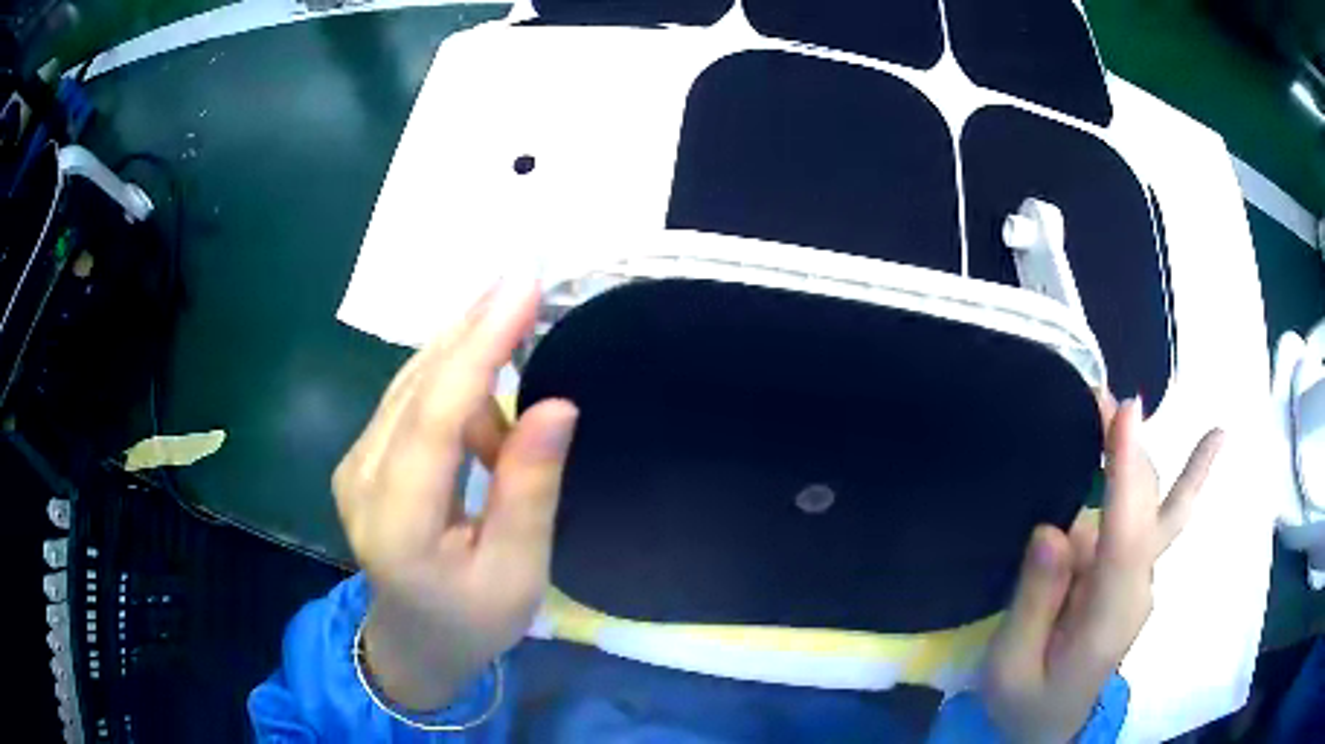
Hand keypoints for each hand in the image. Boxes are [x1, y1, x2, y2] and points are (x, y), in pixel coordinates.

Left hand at [332, 277, 578, 710]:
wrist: (413, 642)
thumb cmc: (472, 620)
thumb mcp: (518, 572)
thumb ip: (529, 489)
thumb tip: (556, 406)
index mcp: (398, 524)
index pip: (434, 418)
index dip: (478, 348)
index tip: (522, 289)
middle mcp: (361, 481)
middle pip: (417, 385)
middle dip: (472, 328)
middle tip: (524, 280)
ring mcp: (354, 465)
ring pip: (411, 384)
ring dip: (466, 356)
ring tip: (519, 339)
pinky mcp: (362, 459)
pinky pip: (409, 401)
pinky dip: (452, 385)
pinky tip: (489, 402)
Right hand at [981, 398, 1223, 743]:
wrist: (1051, 729)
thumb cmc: (1025, 705)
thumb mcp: (1011, 669)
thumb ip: (1034, 605)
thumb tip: (1053, 530)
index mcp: (1109, 620)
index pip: (1129, 539)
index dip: (1129, 475)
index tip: (1125, 414)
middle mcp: (1138, 589)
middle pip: (1150, 509)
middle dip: (1131, 448)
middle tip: (1099, 397)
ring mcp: (1140, 580)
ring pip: (1154, 505)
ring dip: (1136, 454)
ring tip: (1115, 408)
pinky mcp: (1130, 575)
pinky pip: (1152, 517)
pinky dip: (1165, 476)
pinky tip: (1207, 443)